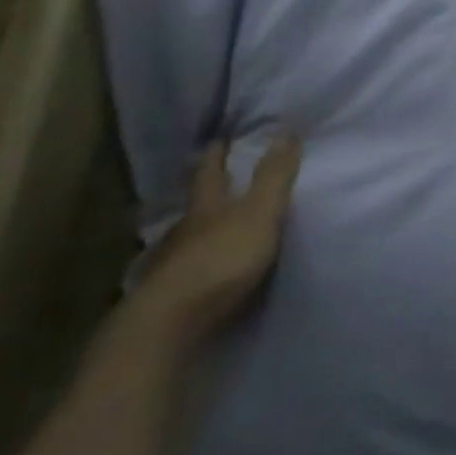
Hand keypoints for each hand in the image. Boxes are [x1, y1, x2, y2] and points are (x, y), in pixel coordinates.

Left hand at [132, 136, 301, 346]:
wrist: (169, 324)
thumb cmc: (220, 259)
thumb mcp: (260, 213)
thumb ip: (274, 177)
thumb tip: (286, 130)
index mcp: (206, 208)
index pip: (210, 175)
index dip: (216, 156)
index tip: (218, 140)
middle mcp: (184, 231)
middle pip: (195, 206)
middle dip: (206, 193)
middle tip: (216, 180)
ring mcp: (171, 264)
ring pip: (186, 238)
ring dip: (199, 230)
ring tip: (214, 226)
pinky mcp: (169, 294)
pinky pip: (185, 268)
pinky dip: (195, 261)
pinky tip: (201, 267)